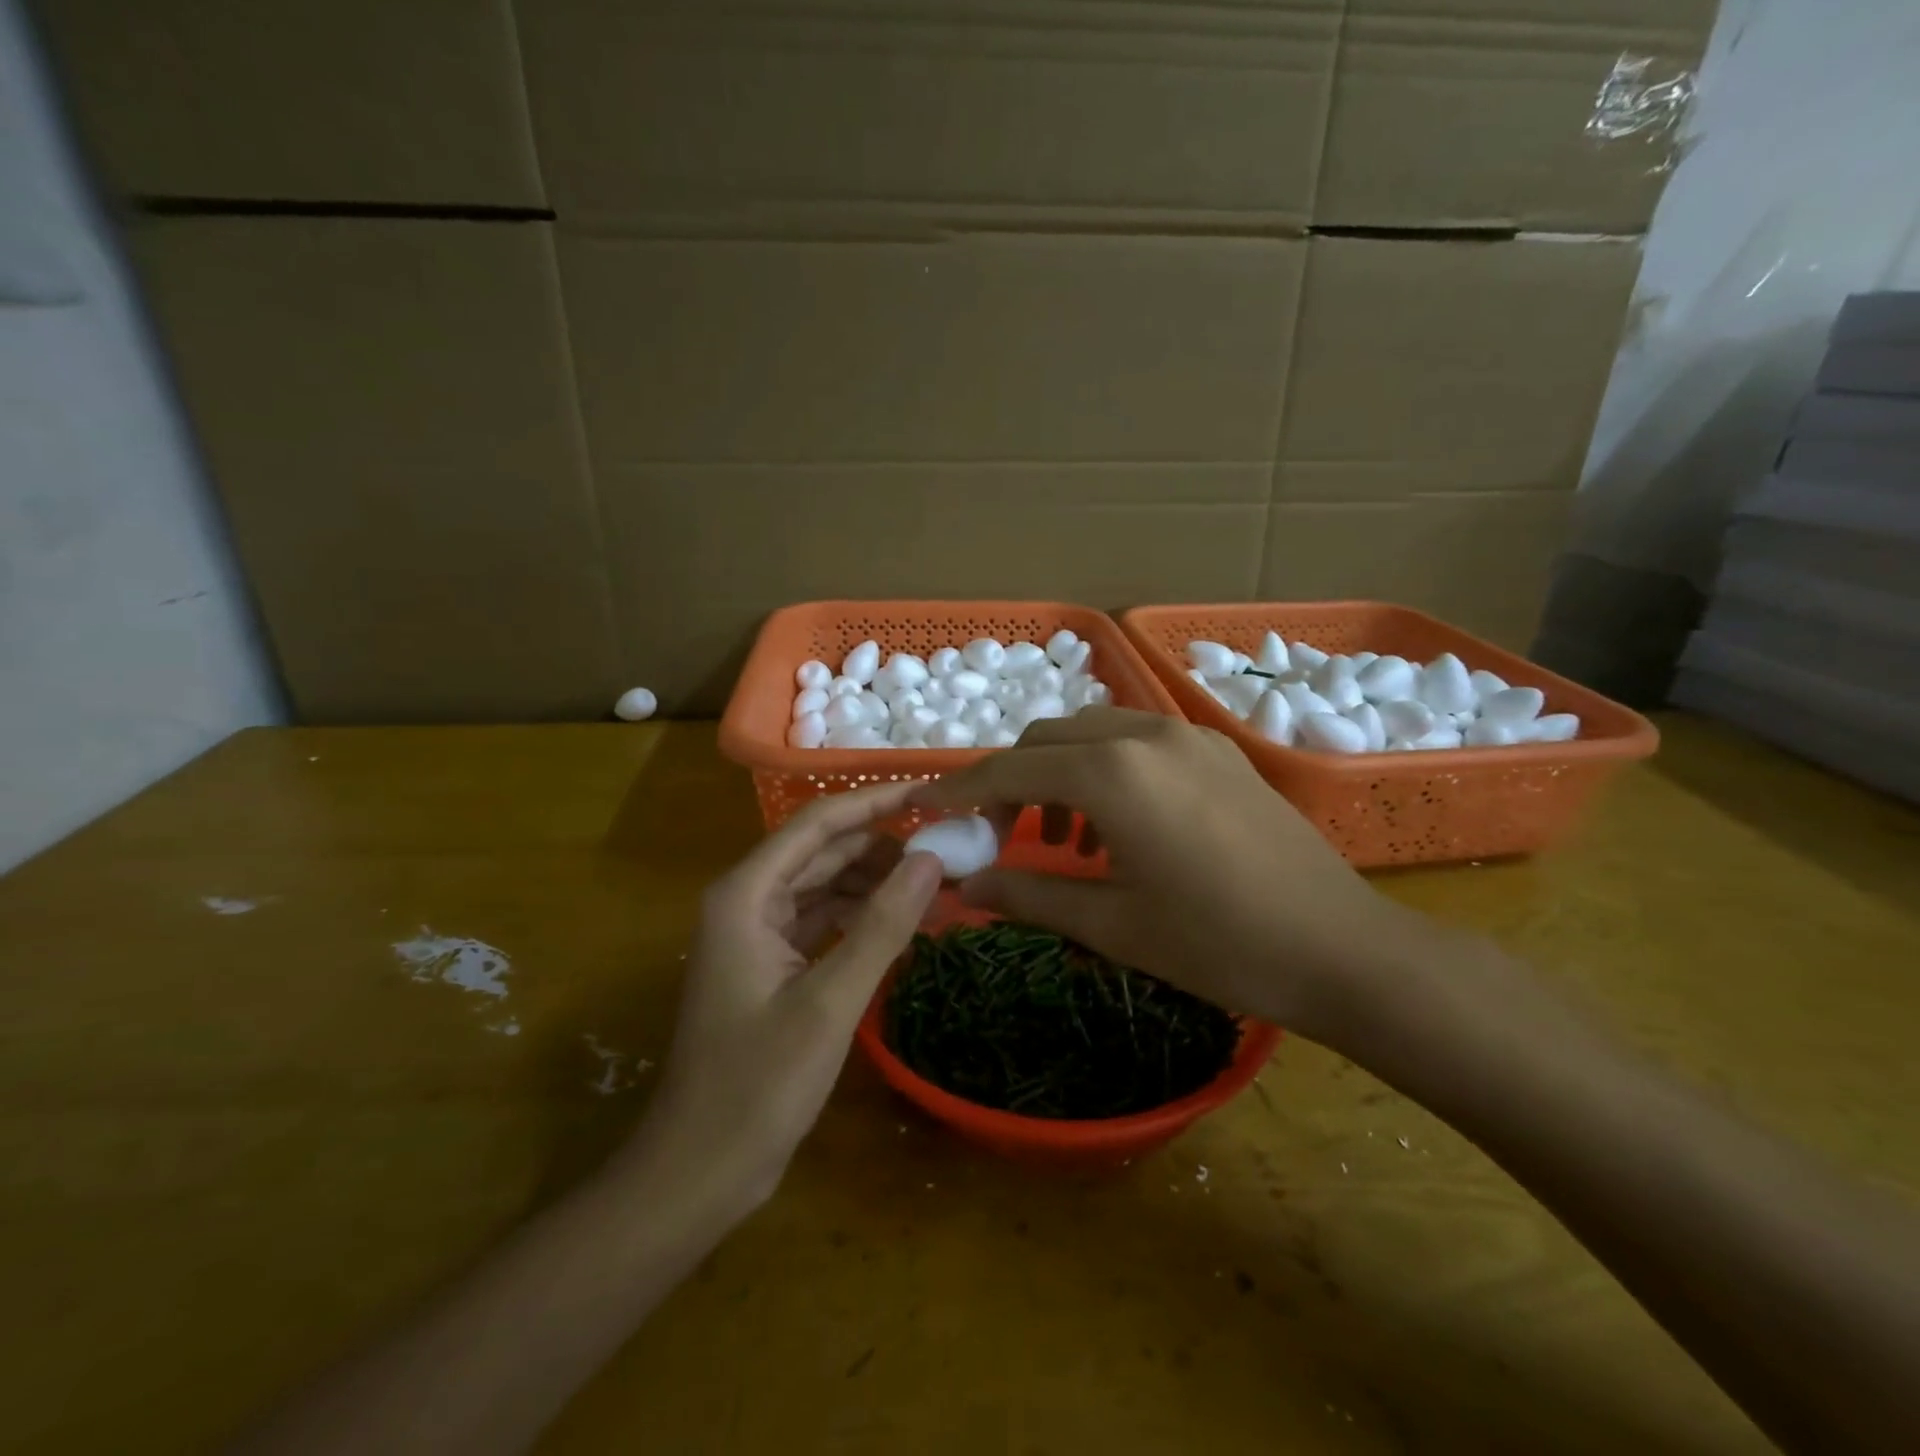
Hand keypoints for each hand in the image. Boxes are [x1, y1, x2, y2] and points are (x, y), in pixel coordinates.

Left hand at [625, 783, 942, 1216]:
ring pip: (826, 884)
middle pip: (824, 850)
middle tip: (950, 847)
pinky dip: (862, 916)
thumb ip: (882, 925)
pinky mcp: (772, 963)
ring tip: (938, 884)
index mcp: (747, 894)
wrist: (699, 1170)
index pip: (819, 823)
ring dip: (877, 881)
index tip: (933, 794)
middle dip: (885, 845)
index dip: (877, 803)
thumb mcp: (829, 1002)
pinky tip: (905, 921)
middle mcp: (748, 900)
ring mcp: (758, 932)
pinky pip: (823, 919)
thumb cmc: (756, 1086)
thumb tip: (932, 858)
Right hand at [912, 709, 1405, 1043]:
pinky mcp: (1219, 751)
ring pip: (1093, 733)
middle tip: (1004, 837)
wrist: (1340, 948)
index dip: (963, 790)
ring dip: (1060, 773)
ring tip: (1065, 839)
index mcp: (1110, 772)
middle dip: (1012, 779)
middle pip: (1047, 739)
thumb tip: (963, 888)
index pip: (1009, 769)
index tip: (931, 809)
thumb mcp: (1110, 924)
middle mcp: (1144, 734)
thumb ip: (1027, 894)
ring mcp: (1188, 736)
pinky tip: (1120, 827)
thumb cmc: (1216, 943)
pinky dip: (1105, 770)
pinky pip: (1138, 742)